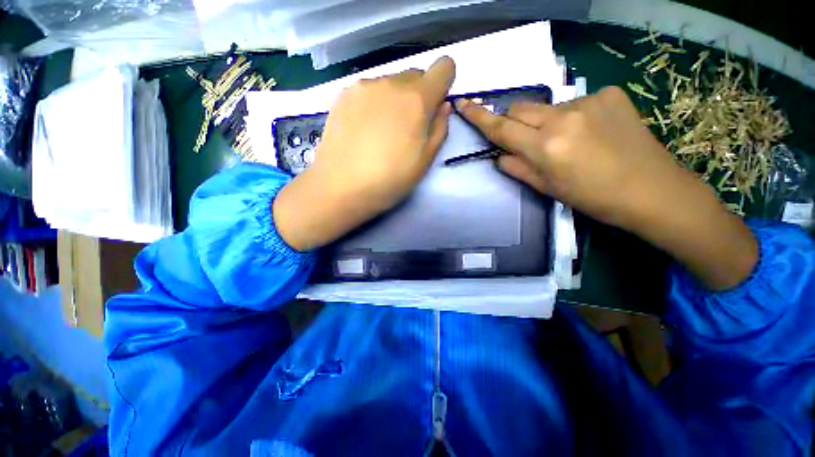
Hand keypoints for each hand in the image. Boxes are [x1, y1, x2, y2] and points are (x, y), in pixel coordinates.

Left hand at [274, 57, 455, 250]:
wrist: (340, 187)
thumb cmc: (389, 179)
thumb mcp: (425, 161)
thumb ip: (440, 129)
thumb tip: (443, 106)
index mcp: (416, 100)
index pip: (443, 67)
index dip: (444, 84)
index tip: (435, 106)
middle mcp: (391, 83)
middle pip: (415, 76)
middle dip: (418, 96)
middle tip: (407, 127)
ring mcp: (363, 87)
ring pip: (390, 84)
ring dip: (394, 100)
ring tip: (381, 132)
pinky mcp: (343, 95)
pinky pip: (368, 91)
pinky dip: (373, 104)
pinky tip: (363, 129)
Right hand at [456, 86, 680, 227]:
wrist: (652, 190)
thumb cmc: (593, 197)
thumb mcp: (547, 188)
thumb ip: (518, 168)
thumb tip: (499, 155)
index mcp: (546, 146)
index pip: (502, 128)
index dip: (479, 117)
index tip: (463, 104)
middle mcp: (563, 117)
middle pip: (521, 109)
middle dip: (516, 122)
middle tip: (527, 141)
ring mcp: (589, 101)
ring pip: (548, 107)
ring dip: (546, 122)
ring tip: (568, 142)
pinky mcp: (610, 93)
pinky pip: (575, 103)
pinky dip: (572, 117)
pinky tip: (591, 132)